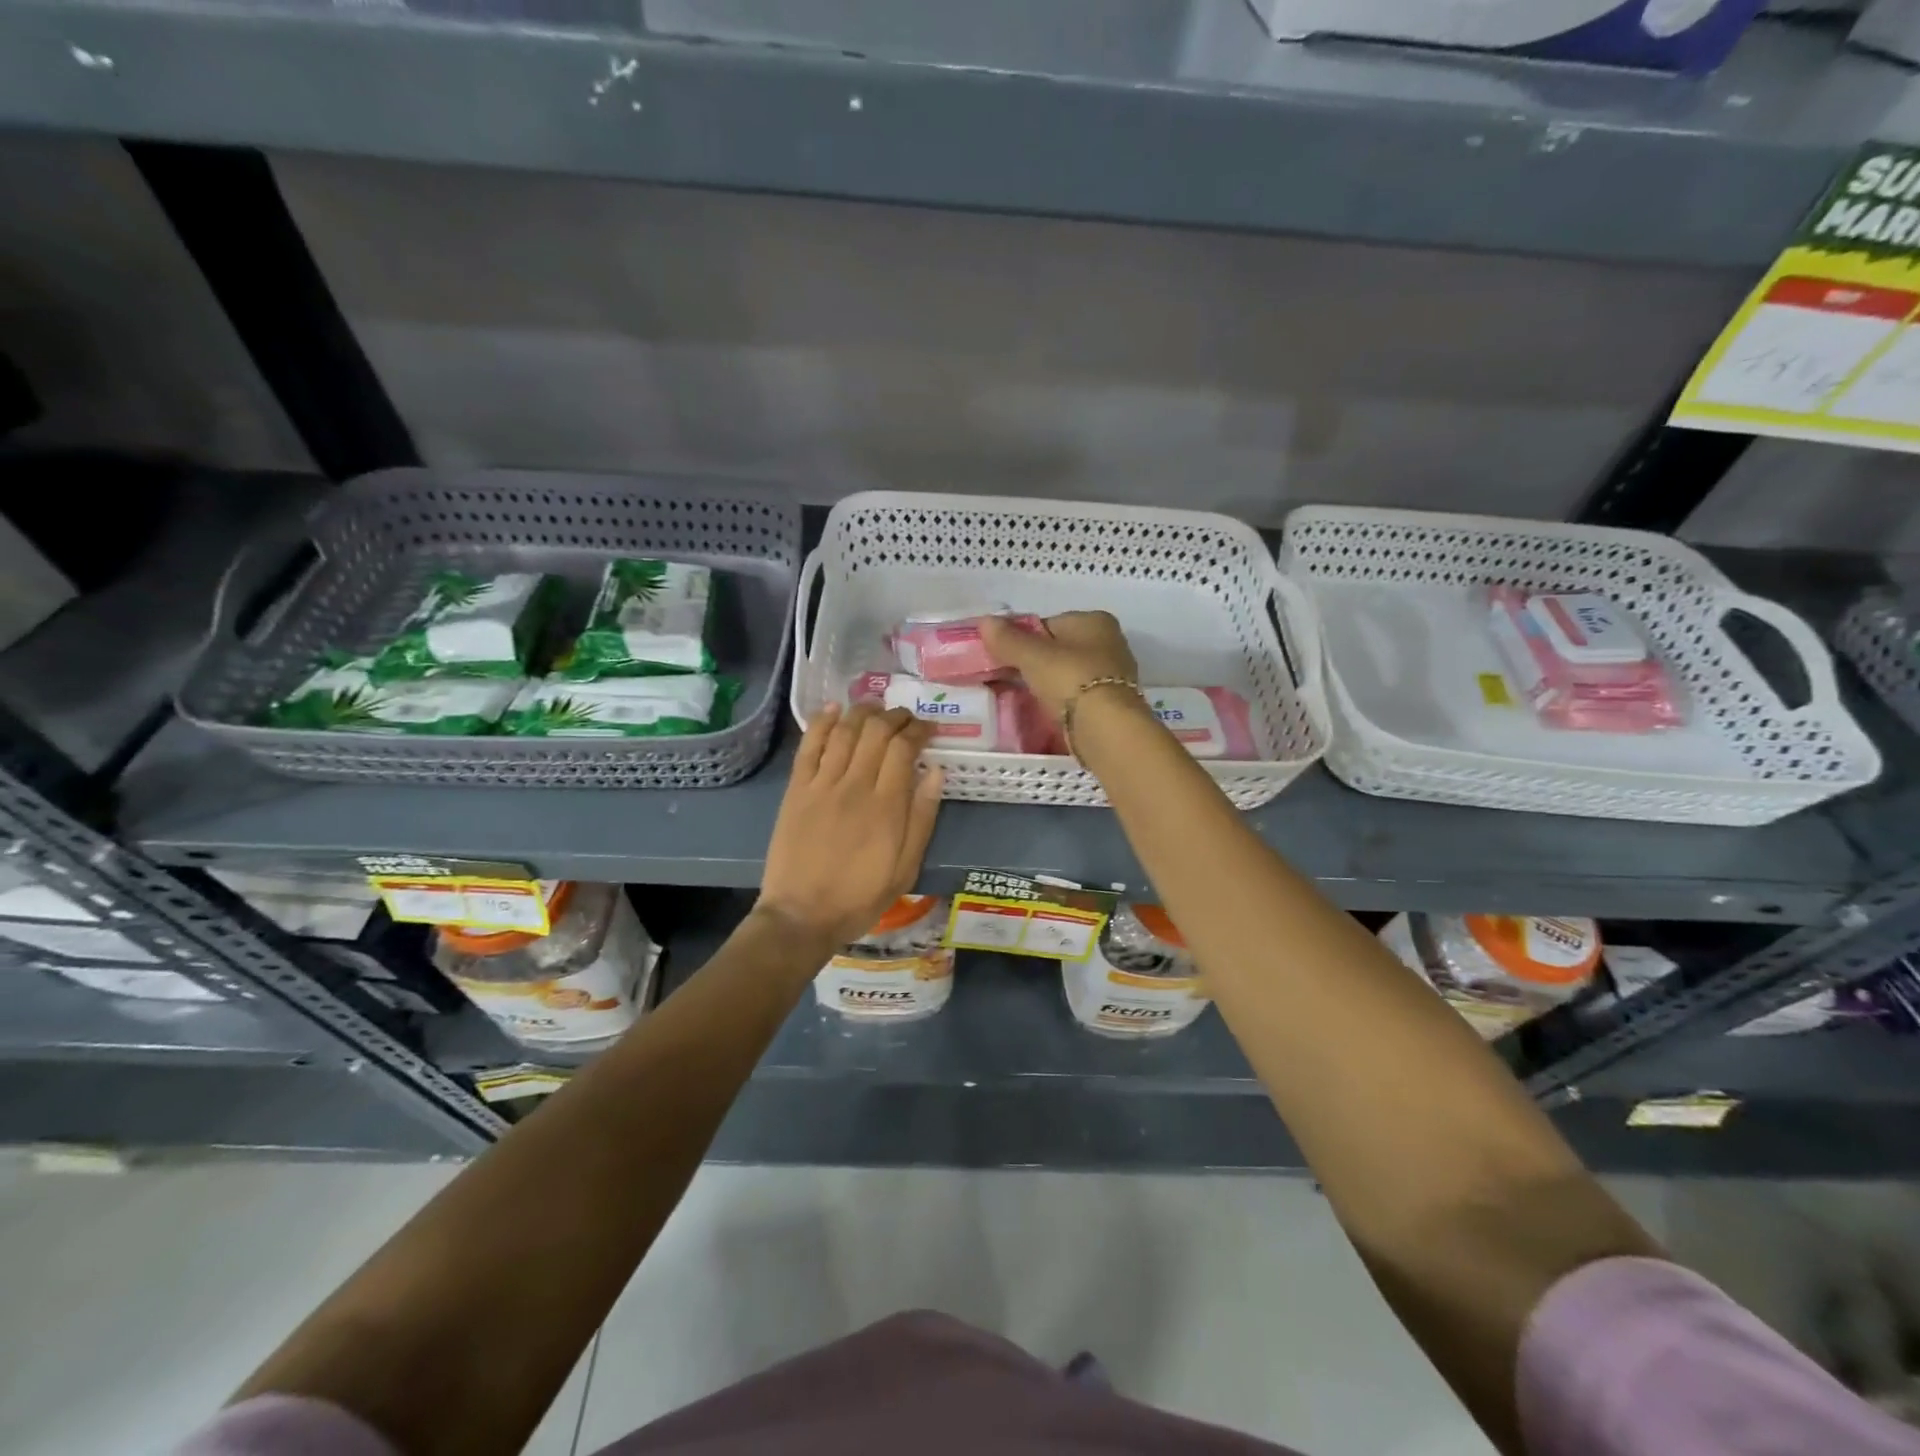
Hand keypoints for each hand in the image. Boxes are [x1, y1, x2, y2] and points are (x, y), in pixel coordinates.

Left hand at [758, 703, 943, 946]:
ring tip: (875, 707)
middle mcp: (855, 785)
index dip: (918, 730)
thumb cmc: (860, 897)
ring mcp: (822, 784)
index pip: (904, 749)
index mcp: (886, 806)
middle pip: (876, 732)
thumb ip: (922, 818)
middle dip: (894, 716)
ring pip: (844, 731)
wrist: (802, 915)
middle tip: (905, 717)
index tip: (928, 729)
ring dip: (862, 712)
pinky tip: (833, 709)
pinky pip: (809, 746)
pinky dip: (821, 722)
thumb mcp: (906, 868)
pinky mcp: (796, 789)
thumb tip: (936, 773)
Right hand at [979, 611, 1138, 717]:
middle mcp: (1110, 641)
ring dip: (1049, 684)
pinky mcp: (1112, 703)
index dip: (1023, 639)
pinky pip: (1077, 696)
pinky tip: (1047, 712)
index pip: (1048, 624)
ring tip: (1025, 698)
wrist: (1105, 727)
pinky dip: (1062, 701)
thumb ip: (1008, 639)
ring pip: (1068, 674)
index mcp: (1094, 620)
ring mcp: (1114, 674)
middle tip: (1011, 679)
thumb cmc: (1070, 679)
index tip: (1005, 658)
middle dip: (1036, 663)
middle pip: (1060, 649)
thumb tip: (985, 621)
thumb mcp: (1032, 656)